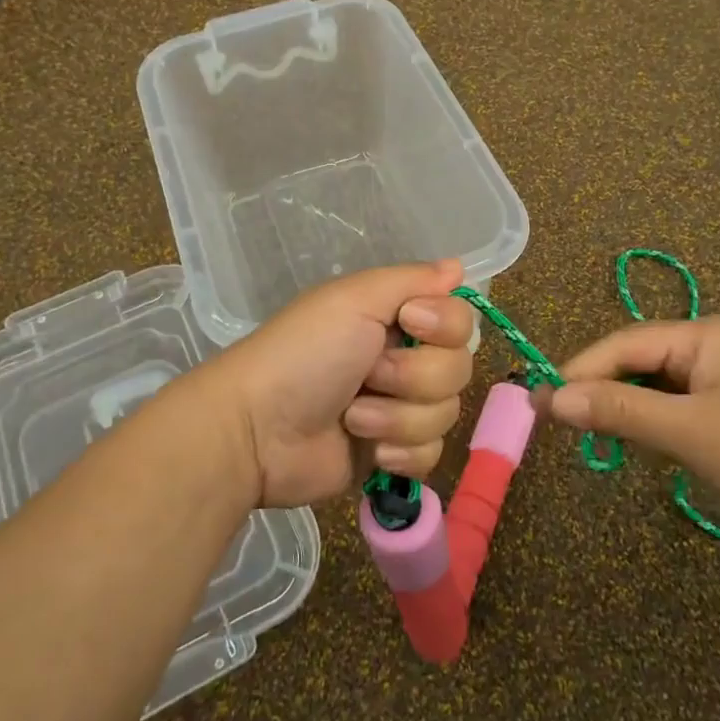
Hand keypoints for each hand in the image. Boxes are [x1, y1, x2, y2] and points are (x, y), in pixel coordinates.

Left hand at [203, 259, 474, 508]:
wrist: (259, 430)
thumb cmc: (305, 354)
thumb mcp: (354, 299)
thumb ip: (411, 279)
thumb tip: (458, 266)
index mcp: (397, 318)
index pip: (460, 319)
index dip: (444, 325)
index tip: (410, 323)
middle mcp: (405, 359)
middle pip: (458, 368)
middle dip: (413, 377)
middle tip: (368, 375)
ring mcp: (401, 410)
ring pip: (446, 414)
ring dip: (397, 417)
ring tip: (352, 417)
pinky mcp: (393, 454)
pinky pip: (431, 454)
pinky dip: (399, 452)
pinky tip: (367, 450)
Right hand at [538, 318, 719, 529]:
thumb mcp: (688, 433)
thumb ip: (619, 412)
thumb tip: (552, 399)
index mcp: (699, 335)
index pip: (621, 345)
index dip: (579, 372)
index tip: (542, 402)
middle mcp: (706, 342)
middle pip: (635, 360)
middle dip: (600, 389)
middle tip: (564, 424)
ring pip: (653, 382)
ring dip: (625, 405)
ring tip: (596, 434)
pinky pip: (674, 400)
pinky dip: (652, 417)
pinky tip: (643, 439)